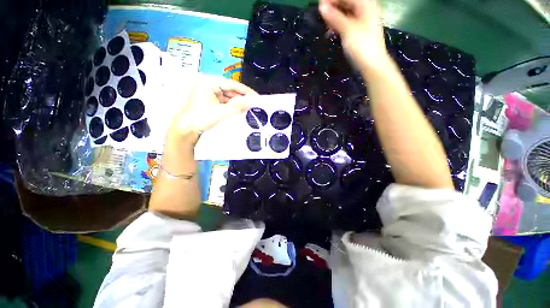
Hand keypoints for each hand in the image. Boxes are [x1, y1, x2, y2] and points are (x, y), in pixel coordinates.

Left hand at [167, 75, 258, 146]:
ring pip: (228, 95)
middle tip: (254, 103)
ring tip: (249, 106)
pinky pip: (224, 100)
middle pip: (230, 89)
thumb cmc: (201, 117)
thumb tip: (251, 104)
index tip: (256, 96)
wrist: (186, 129)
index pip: (232, 84)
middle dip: (242, 96)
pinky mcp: (210, 99)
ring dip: (237, 101)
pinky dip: (231, 105)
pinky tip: (239, 109)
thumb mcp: (221, 112)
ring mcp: (209, 92)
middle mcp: (209, 84)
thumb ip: (237, 107)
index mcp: (209, 82)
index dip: (245, 90)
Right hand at [319, 0, 388, 70]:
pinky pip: (347, 22)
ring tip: (326, 26)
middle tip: (322, 16)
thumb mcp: (347, 29)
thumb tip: (321, 6)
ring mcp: (362, 19)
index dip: (332, 0)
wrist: (371, 64)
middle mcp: (365, 8)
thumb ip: (335, 17)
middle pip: (346, 2)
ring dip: (335, 17)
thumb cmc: (361, 45)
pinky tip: (332, 31)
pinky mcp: (359, 30)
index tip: (320, 5)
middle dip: (333, 7)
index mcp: (365, 4)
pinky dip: (339, 24)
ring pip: (346, 12)